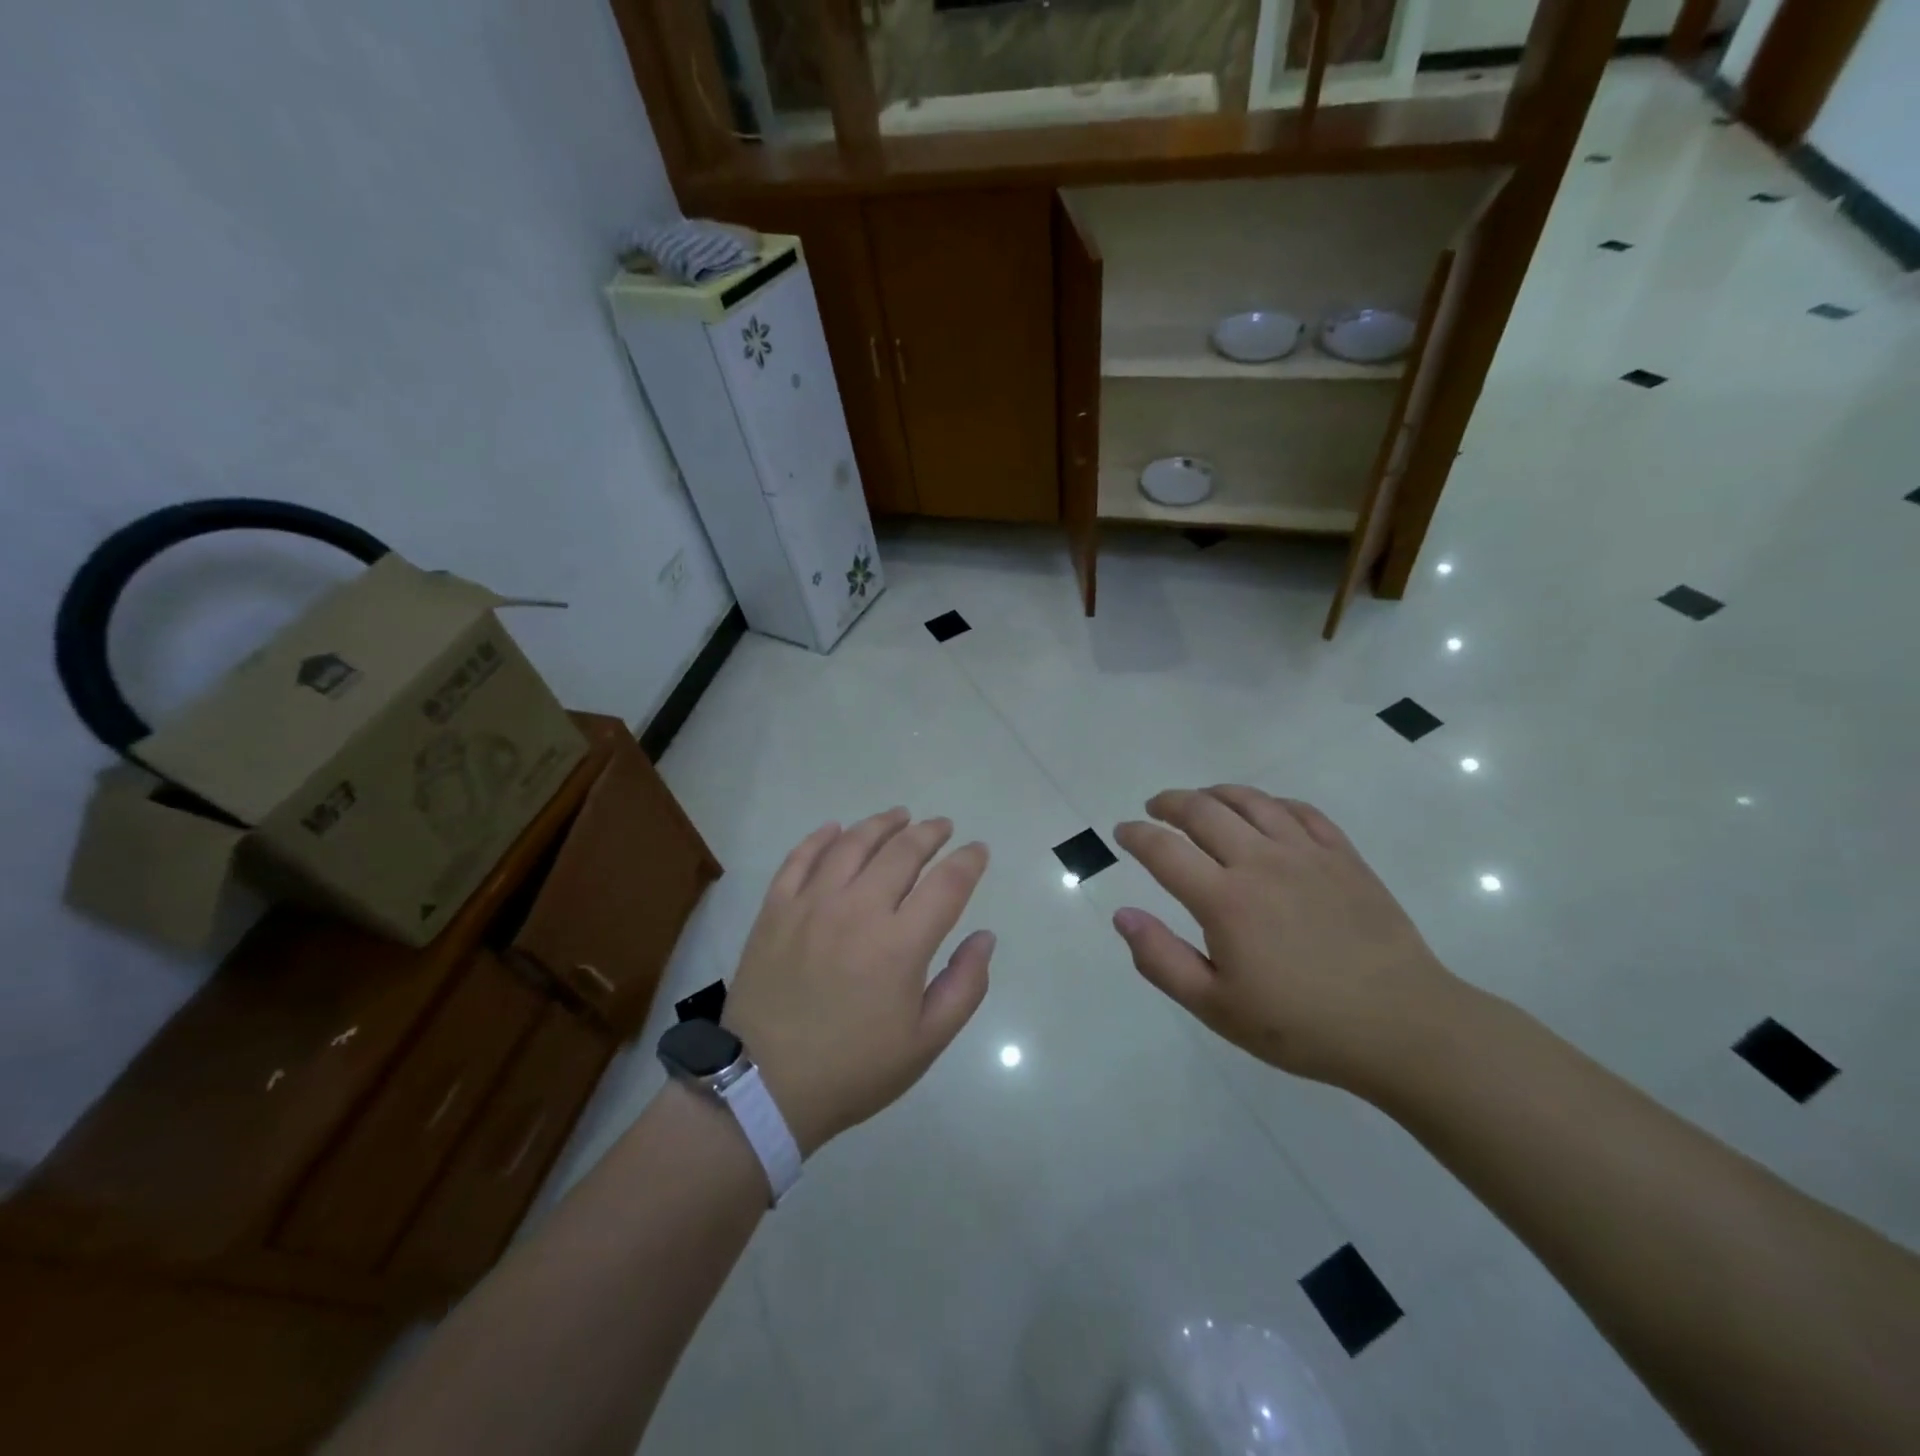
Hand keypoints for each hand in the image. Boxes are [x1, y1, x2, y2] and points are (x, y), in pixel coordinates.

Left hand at [722, 808, 993, 1156]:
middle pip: (902, 852)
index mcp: (900, 944)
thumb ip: (965, 986)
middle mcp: (858, 910)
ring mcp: (811, 905)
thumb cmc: (854, 1069)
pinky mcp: (775, 910)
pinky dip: (821, 838)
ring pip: (852, 844)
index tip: (978, 850)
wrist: (764, 1088)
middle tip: (942, 826)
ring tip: (899, 816)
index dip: (968, 861)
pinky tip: (836, 829)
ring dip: (881, 824)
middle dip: (929, 833)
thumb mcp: (925, 1042)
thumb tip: (985, 936)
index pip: (946, 884)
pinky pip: (800, 859)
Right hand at [1112, 786, 1460, 1093]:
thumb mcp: (1216, 1007)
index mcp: (1224, 900)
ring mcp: (1306, 854)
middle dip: (1169, 802)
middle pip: (1203, 810)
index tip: (1123, 832)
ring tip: (1200, 799)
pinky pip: (1300, 811)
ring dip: (1215, 793)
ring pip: (1251, 801)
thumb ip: (1161, 959)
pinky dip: (1271, 803)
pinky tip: (1264, 812)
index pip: (1164, 850)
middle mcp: (1260, 862)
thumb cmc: (1301, 1025)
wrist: (1402, 1027)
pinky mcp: (1343, 856)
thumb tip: (1122, 915)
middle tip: (1154, 808)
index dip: (1136, 835)